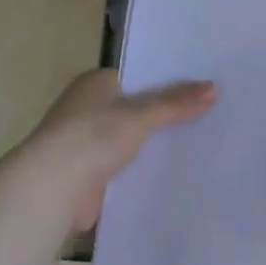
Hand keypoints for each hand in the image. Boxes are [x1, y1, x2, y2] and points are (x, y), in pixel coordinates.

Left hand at [16, 69, 217, 231]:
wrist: (51, 189)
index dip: (167, 81)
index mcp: (95, 84)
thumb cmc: (91, 137)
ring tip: (201, 142)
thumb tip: (214, 88)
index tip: (200, 87)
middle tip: (208, 113)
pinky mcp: (89, 174)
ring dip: (154, 144)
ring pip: (132, 139)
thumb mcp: (140, 115)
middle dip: (165, 115)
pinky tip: (175, 172)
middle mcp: (88, 108)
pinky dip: (144, 170)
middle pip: (136, 108)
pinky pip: (126, 167)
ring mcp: (86, 143)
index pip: (138, 76)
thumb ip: (176, 103)